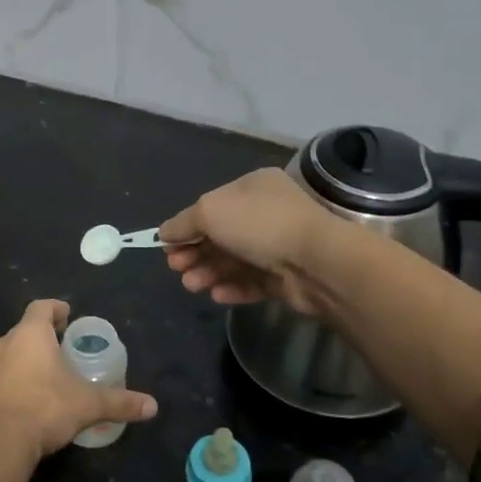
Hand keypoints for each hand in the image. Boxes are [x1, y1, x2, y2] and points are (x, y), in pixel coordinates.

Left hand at [0, 300, 156, 468]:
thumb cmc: (45, 409)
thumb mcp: (88, 405)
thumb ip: (120, 402)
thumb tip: (152, 406)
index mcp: (30, 335)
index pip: (41, 307)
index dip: (55, 308)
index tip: (67, 316)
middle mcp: (3, 343)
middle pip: (24, 330)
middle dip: (42, 337)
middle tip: (61, 350)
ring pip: (8, 353)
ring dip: (23, 359)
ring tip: (44, 376)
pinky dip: (10, 381)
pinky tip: (24, 399)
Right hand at [158, 168, 336, 312]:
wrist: (316, 261)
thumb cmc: (258, 224)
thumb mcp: (210, 211)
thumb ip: (183, 223)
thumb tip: (163, 233)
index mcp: (253, 187)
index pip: (212, 205)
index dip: (187, 226)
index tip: (167, 246)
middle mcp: (267, 212)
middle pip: (221, 235)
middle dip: (195, 252)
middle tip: (176, 268)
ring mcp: (280, 245)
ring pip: (235, 260)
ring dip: (209, 272)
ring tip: (192, 285)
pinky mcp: (287, 277)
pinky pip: (254, 281)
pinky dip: (233, 287)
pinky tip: (216, 294)